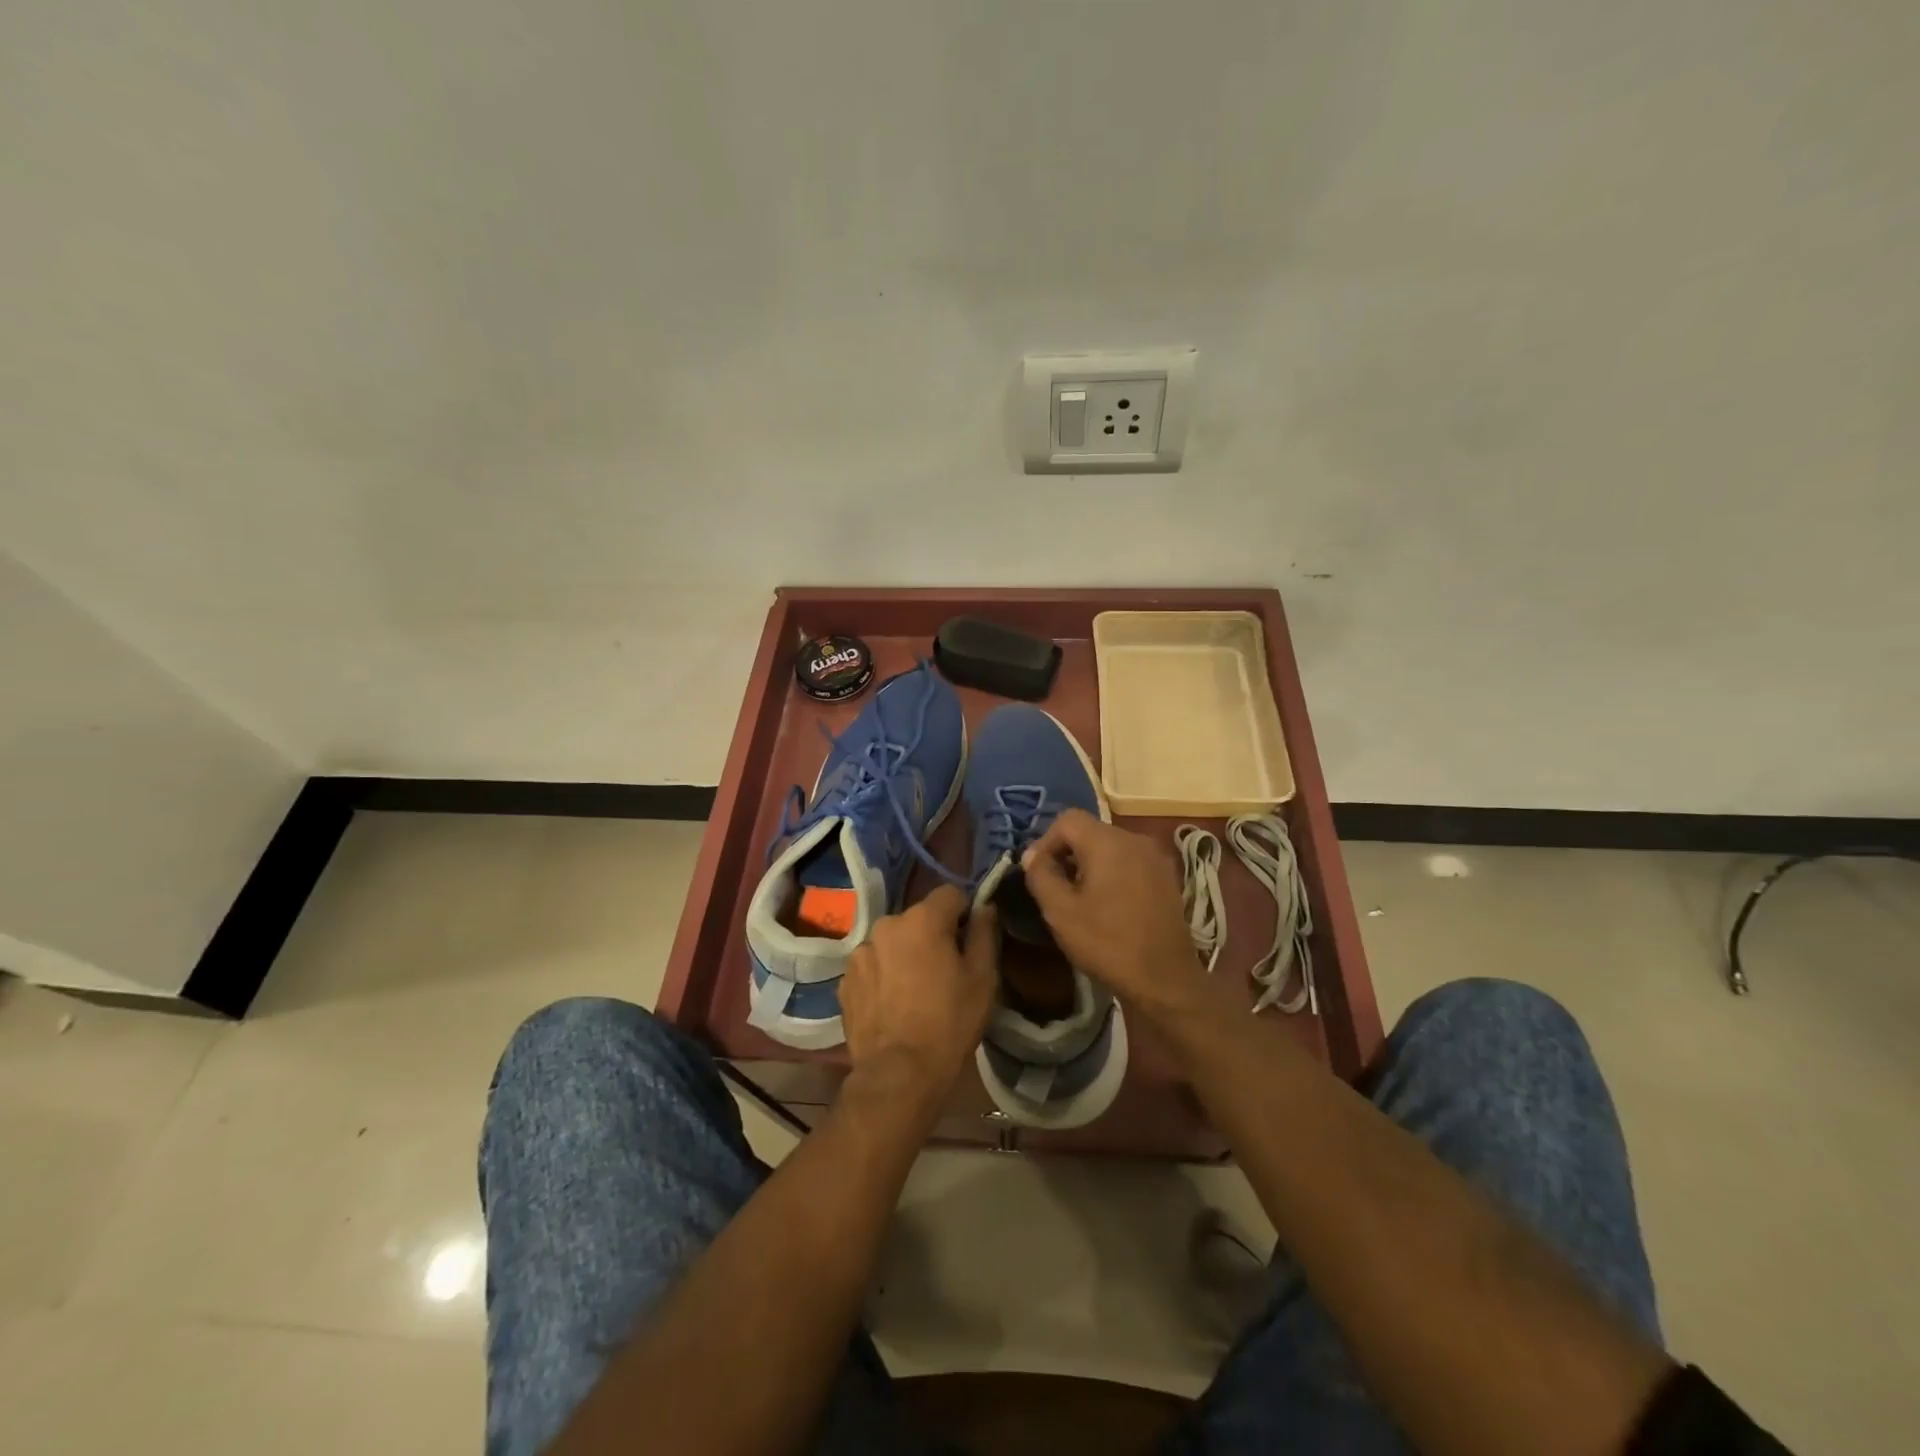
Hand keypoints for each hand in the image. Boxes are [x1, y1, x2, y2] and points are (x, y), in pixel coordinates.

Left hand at [840, 886, 997, 1109]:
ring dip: (905, 954)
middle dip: (933, 935)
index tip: (969, 941)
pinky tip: (893, 1004)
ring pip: (893, 941)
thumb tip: (985, 907)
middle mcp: (887, 925)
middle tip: (945, 971)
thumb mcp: (982, 978)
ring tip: (915, 991)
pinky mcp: (846, 979)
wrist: (898, 1074)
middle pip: (919, 918)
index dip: (964, 913)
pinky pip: (873, 965)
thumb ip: (985, 933)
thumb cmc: (949, 1023)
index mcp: (922, 919)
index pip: (950, 894)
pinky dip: (884, 975)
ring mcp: (861, 952)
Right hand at [1021, 809, 1207, 1020]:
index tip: (1039, 873)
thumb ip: (1041, 875)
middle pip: (1090, 831)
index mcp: (1108, 841)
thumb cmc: (1107, 943)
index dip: (1046, 841)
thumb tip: (1032, 855)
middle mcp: (1135, 839)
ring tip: (1080, 898)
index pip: (1067, 819)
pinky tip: (1108, 905)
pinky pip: (1130, 861)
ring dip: (1089, 864)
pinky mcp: (1167, 877)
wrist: (1165, 979)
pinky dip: (1113, 873)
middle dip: (1067, 853)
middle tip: (1055, 888)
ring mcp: (1156, 857)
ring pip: (1110, 846)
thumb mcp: (1060, 911)